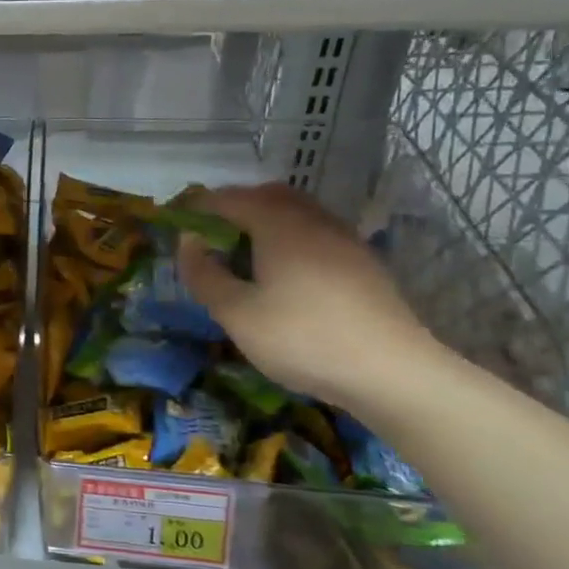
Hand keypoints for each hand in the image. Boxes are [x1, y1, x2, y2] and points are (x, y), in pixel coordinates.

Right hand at [175, 184, 441, 408]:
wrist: (391, 372)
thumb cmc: (301, 338)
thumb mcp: (236, 313)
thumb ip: (205, 274)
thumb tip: (188, 244)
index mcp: (278, 224)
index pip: (228, 199)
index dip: (198, 206)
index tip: (176, 223)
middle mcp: (312, 220)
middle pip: (267, 196)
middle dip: (234, 208)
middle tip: (210, 237)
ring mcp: (343, 240)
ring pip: (296, 214)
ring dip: (264, 223)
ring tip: (244, 257)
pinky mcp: (362, 263)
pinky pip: (316, 234)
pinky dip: (290, 241)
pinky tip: (284, 276)